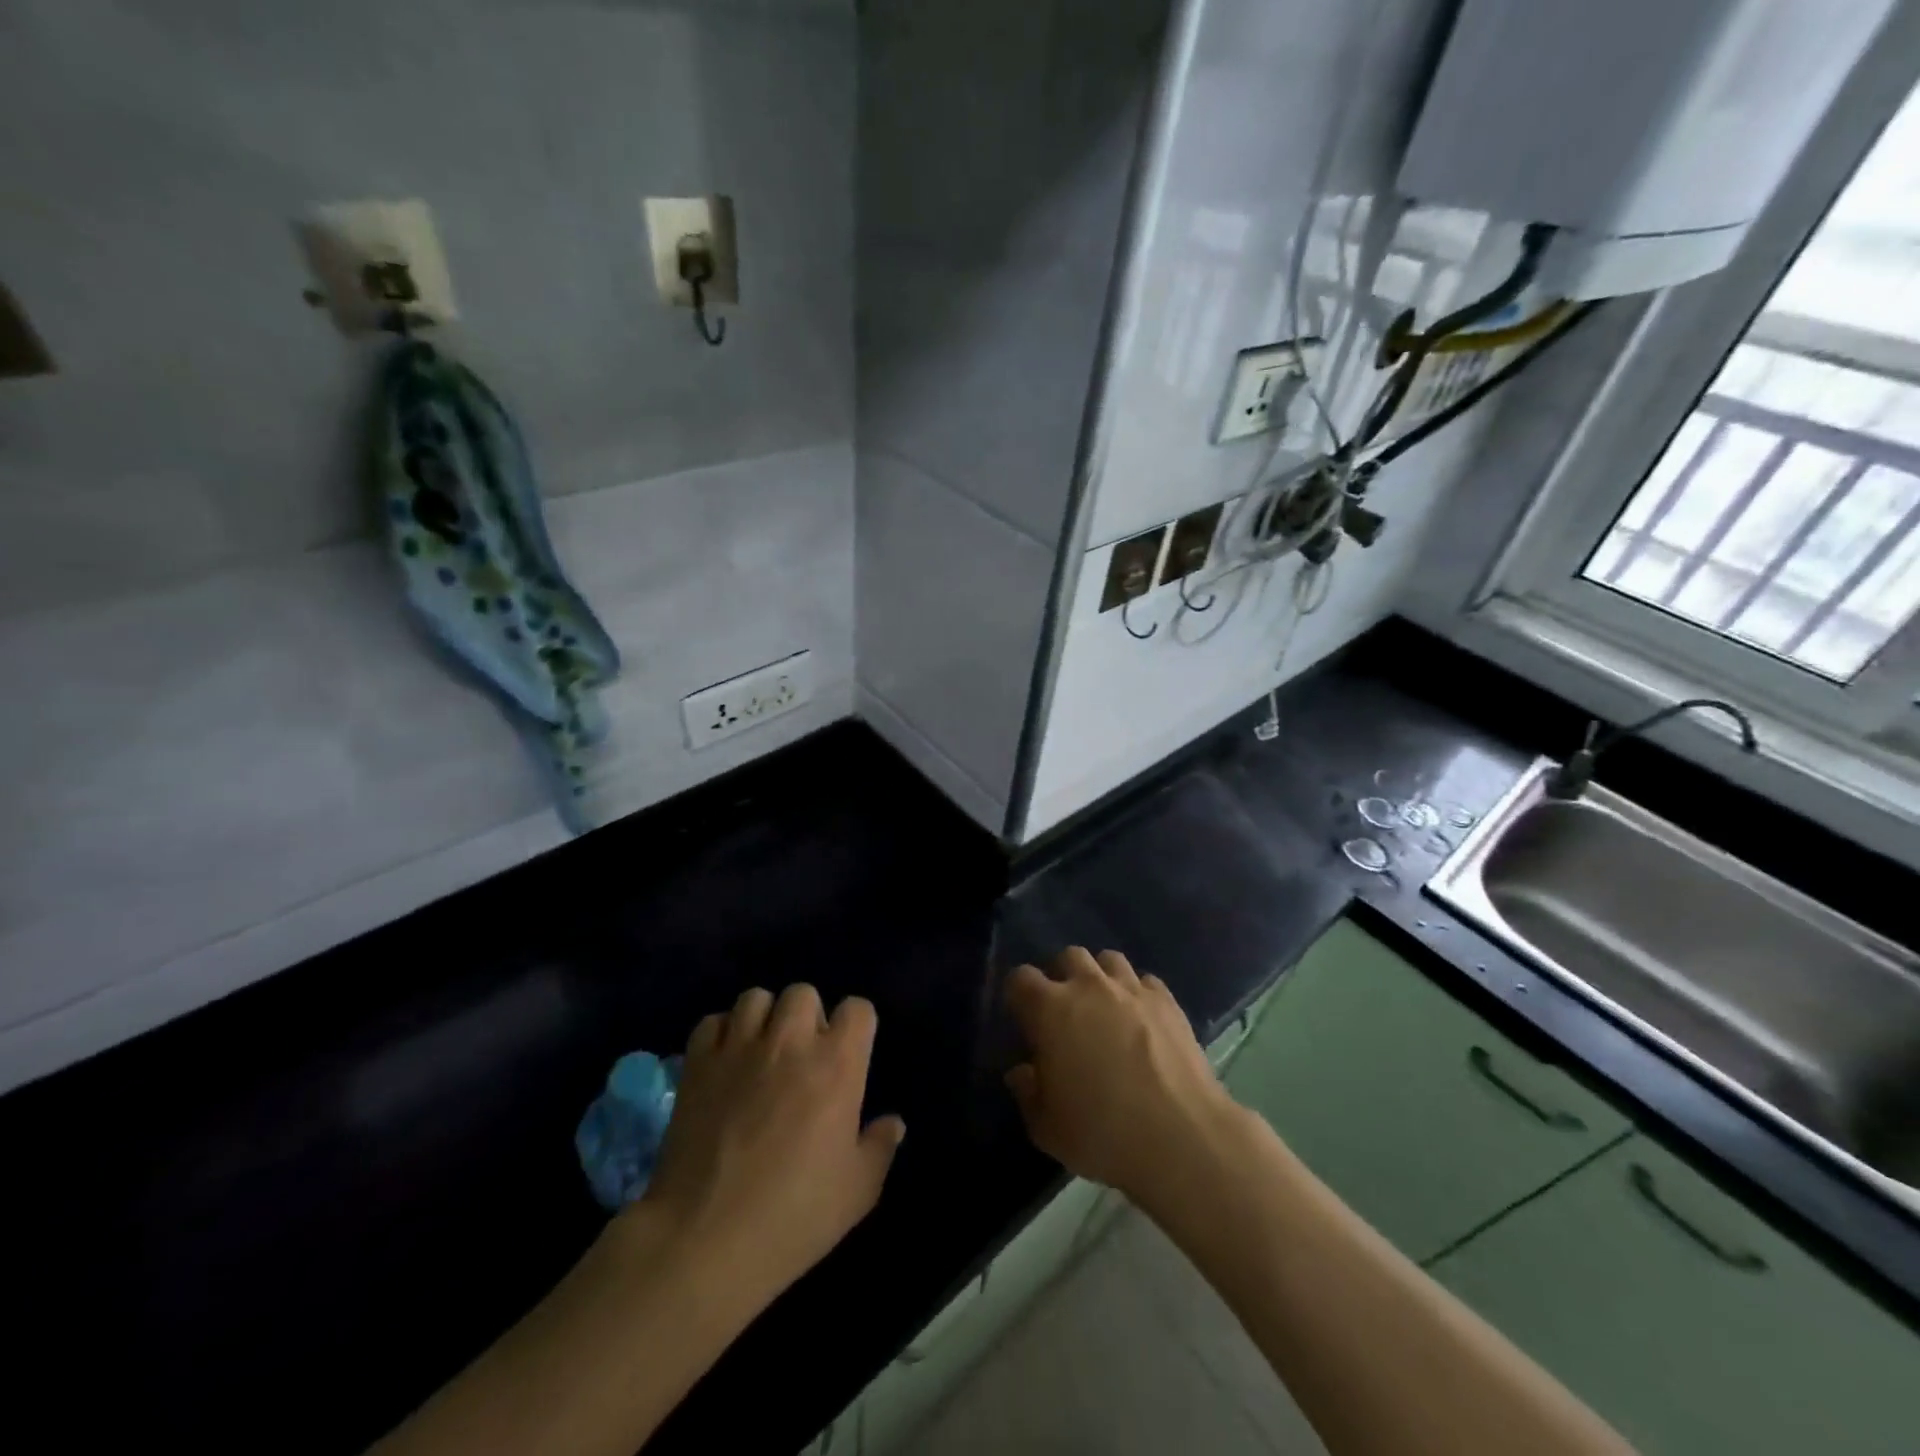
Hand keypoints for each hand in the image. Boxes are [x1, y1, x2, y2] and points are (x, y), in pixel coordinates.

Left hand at [635, 985, 904, 1305]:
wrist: (704, 1240)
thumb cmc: (792, 1217)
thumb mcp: (857, 1192)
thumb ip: (880, 1147)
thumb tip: (894, 1123)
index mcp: (837, 1065)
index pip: (858, 1009)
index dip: (857, 1027)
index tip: (850, 1055)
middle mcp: (790, 1042)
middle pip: (804, 993)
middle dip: (808, 1017)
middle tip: (802, 1057)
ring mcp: (739, 1048)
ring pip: (756, 998)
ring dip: (764, 1019)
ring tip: (761, 1052)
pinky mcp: (697, 1064)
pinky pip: (712, 1023)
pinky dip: (721, 1035)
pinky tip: (724, 1064)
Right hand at [1004, 948, 1237, 1203]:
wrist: (1180, 1137)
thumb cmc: (1102, 1134)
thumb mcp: (1047, 1128)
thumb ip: (1027, 1093)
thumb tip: (1022, 1072)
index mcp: (1050, 1010)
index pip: (1021, 978)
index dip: (1018, 994)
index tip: (1023, 1018)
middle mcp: (1089, 986)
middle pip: (1068, 957)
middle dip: (1062, 976)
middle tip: (1066, 1010)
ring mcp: (1132, 989)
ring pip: (1109, 960)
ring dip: (1101, 977)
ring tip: (1105, 1007)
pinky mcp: (1167, 1001)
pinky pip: (1146, 981)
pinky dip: (1138, 993)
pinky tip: (1142, 1019)